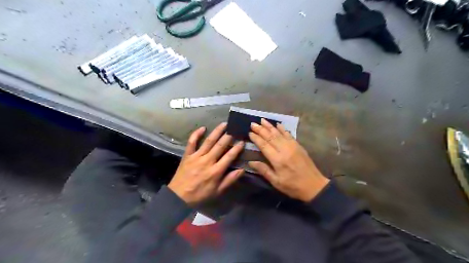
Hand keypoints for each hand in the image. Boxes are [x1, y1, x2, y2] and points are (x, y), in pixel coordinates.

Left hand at [167, 122, 244, 205]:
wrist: (178, 197)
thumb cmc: (200, 195)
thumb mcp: (217, 191)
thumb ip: (230, 180)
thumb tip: (242, 169)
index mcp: (216, 171)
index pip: (229, 156)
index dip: (237, 148)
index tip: (242, 141)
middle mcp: (207, 161)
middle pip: (220, 146)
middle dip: (228, 136)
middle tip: (234, 128)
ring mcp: (196, 156)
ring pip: (208, 141)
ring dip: (217, 132)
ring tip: (223, 124)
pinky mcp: (187, 155)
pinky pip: (192, 142)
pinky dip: (196, 134)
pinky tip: (203, 127)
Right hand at [249, 120, 328, 201]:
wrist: (314, 185)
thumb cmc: (293, 186)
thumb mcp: (276, 182)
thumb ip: (263, 170)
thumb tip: (250, 162)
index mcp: (277, 159)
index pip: (264, 145)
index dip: (256, 138)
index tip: (249, 132)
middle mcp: (284, 150)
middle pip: (270, 136)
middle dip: (261, 129)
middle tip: (253, 123)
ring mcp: (292, 146)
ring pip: (279, 133)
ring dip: (270, 126)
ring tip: (262, 120)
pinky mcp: (298, 146)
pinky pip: (288, 134)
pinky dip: (282, 129)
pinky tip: (278, 124)